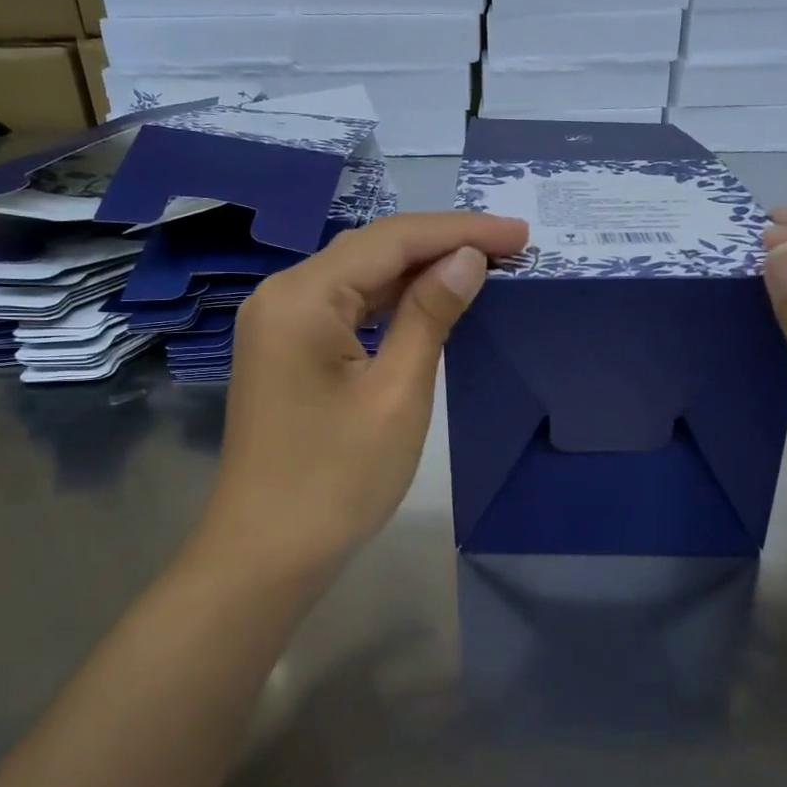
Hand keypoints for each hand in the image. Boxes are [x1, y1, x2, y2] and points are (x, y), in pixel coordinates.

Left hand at [198, 211, 529, 582]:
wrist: (267, 554)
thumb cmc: (337, 480)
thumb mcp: (397, 394)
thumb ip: (430, 315)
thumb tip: (466, 259)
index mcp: (301, 296)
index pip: (391, 240)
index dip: (459, 231)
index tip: (519, 233)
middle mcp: (281, 296)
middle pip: (371, 251)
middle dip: (441, 245)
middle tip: (510, 247)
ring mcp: (277, 325)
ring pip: (357, 279)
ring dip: (417, 272)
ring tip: (481, 267)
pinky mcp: (285, 352)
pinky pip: (343, 310)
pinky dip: (389, 303)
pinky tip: (427, 303)